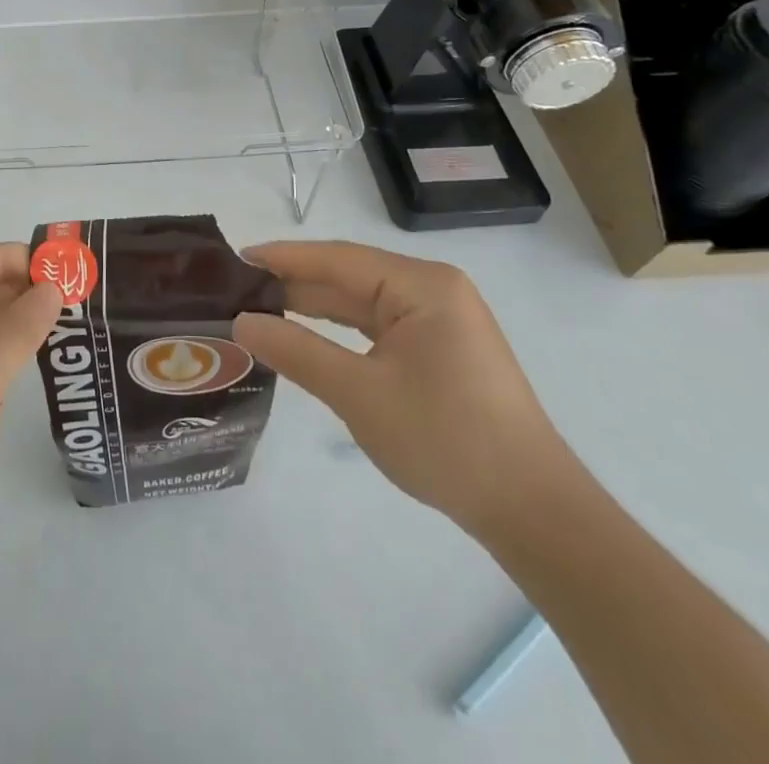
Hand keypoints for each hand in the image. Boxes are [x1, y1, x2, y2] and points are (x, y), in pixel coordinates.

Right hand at [233, 241, 570, 536]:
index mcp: (422, 285)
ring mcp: (439, 320)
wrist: (533, 511)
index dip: (283, 258)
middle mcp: (433, 290)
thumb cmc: (446, 440)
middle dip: (294, 285)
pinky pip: (377, 327)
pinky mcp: (440, 349)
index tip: (235, 259)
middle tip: (236, 290)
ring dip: (313, 308)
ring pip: (360, 303)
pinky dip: (339, 331)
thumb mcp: (359, 394)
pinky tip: (304, 335)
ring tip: (258, 309)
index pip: (337, 259)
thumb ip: (296, 351)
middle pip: (348, 277)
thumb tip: (241, 322)